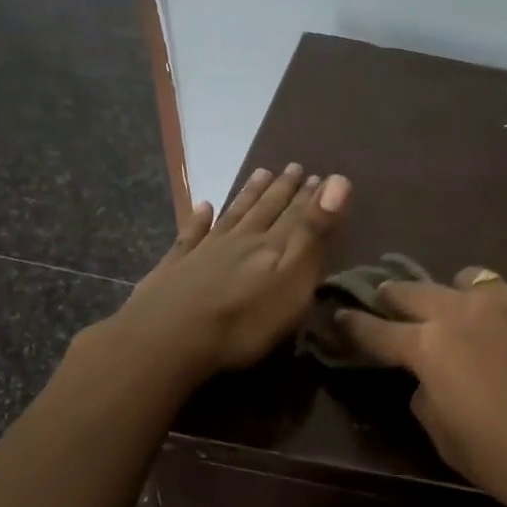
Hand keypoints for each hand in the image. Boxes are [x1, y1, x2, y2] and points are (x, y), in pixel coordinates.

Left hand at [98, 164, 350, 384]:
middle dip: (282, 190)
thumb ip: (313, 234)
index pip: (297, 215)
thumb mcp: (292, 280)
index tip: (322, 175)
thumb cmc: (244, 321)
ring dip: (248, 195)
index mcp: (271, 246)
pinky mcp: (176, 267)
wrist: (168, 339)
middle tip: (294, 168)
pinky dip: (198, 218)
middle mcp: (239, 240)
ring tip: (261, 174)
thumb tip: (338, 181)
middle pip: (264, 210)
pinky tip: (202, 205)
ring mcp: (204, 251)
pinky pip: (191, 234)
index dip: (311, 196)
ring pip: (233, 215)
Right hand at [337, 269, 506, 506]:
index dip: (355, 325)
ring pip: (472, 280)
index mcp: (431, 346)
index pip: (378, 330)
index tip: (341, 316)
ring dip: (456, 295)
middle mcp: (467, 310)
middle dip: (396, 297)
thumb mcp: (446, 438)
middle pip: (416, 290)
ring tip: (464, 314)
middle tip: (389, 302)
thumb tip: (429, 380)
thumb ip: (426, 398)